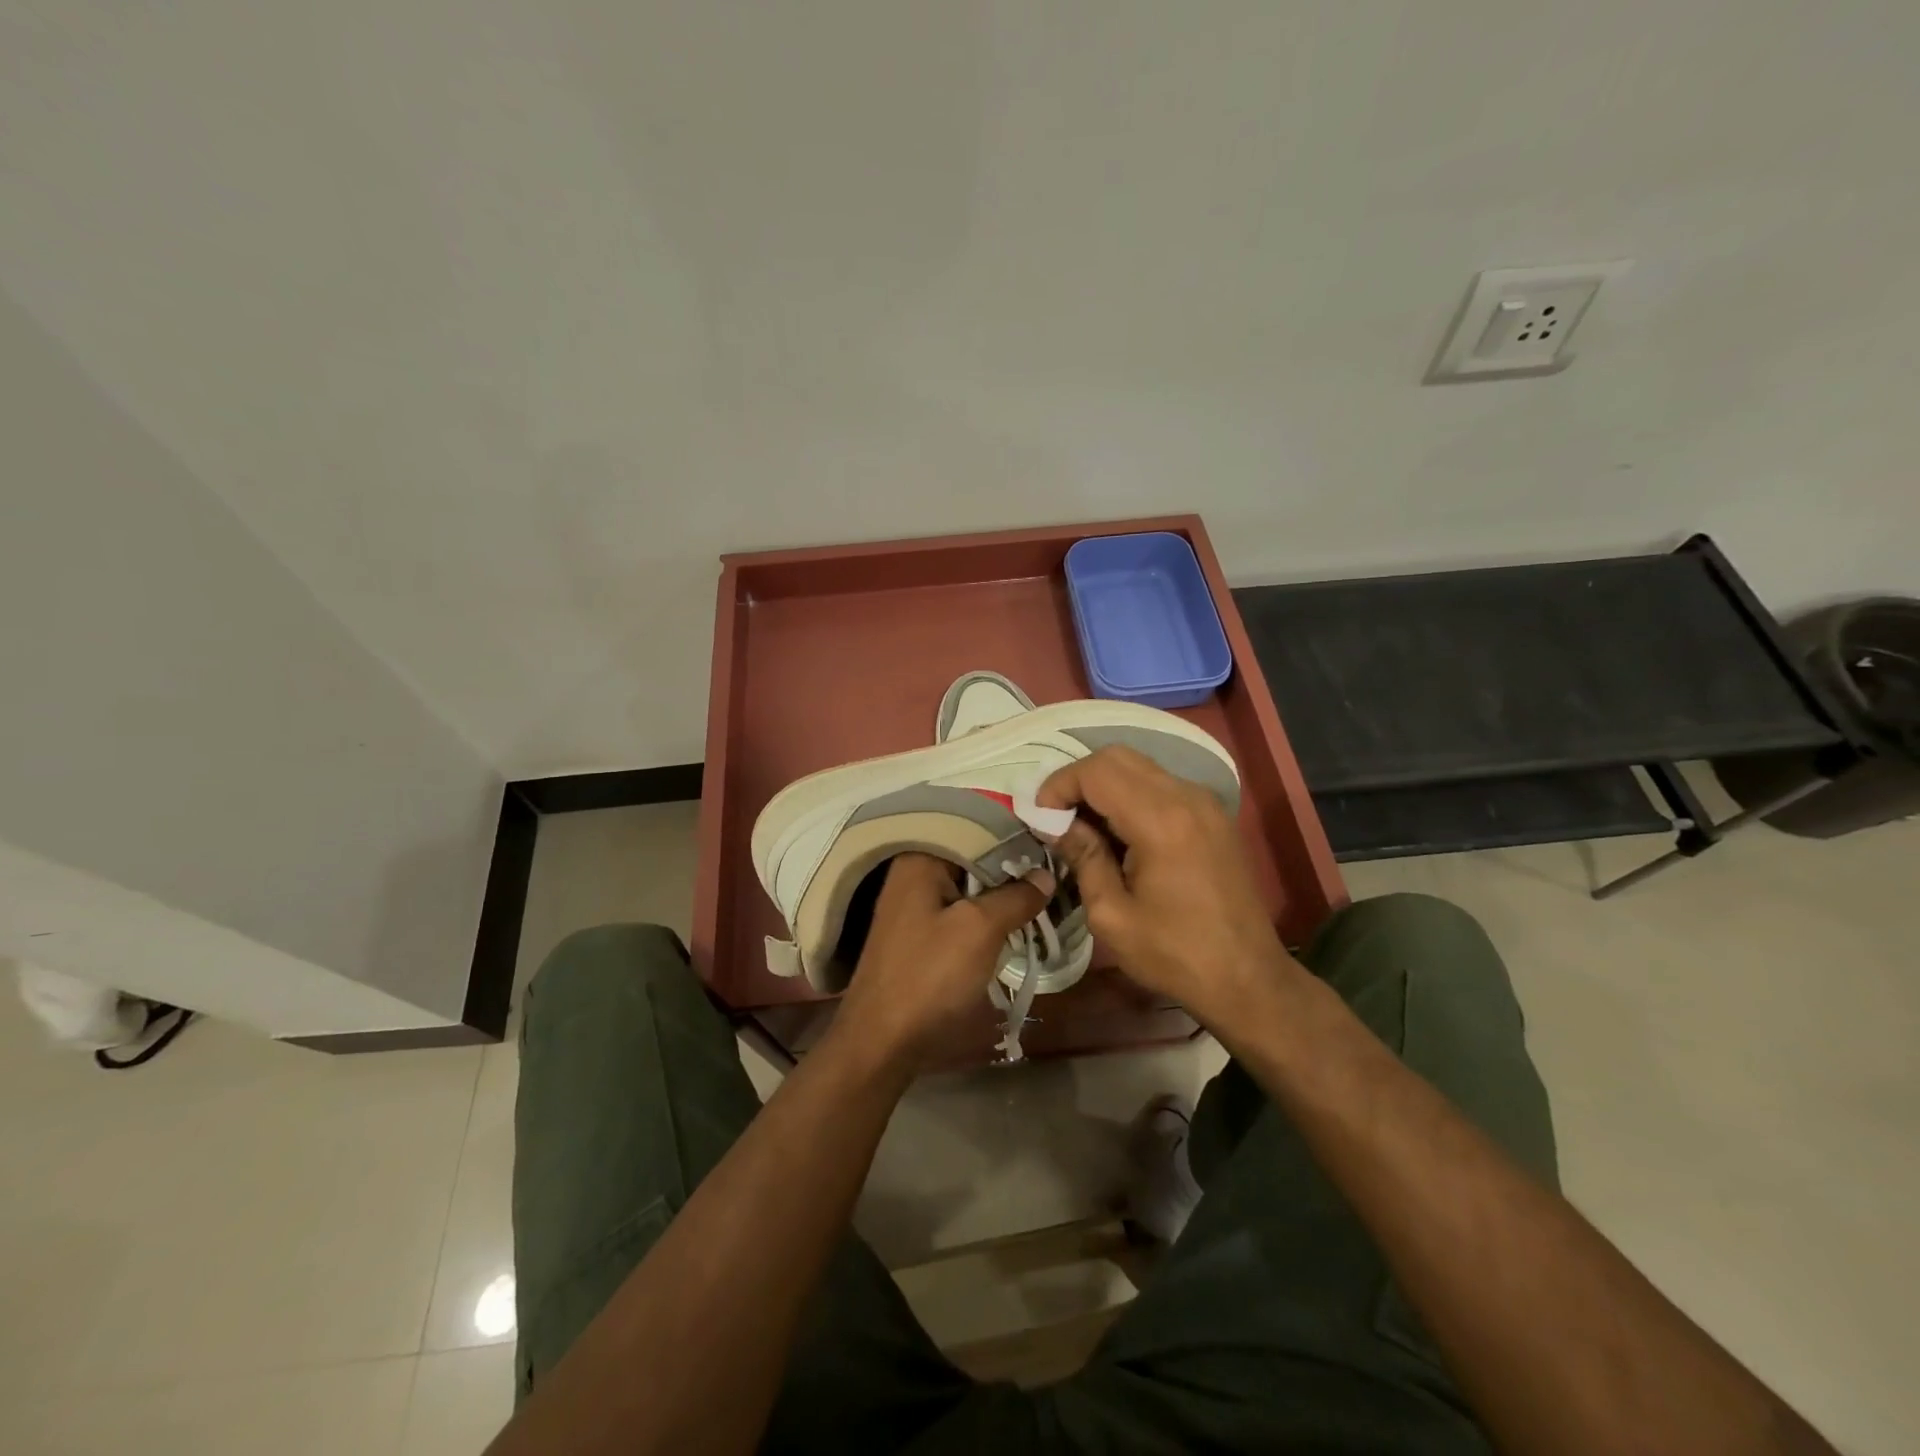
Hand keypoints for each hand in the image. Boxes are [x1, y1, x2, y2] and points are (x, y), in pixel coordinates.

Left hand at [832, 853, 1051, 1074]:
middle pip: (972, 856)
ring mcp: (913, 904)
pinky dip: (985, 912)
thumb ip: (1015, 896)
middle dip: (1011, 865)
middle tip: (1055, 869)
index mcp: (920, 858)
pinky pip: (959, 908)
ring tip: (1044, 892)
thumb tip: (1045, 875)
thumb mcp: (980, 930)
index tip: (1052, 843)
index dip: (1015, 835)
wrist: (882, 1041)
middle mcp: (913, 872)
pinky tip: (1014, 919)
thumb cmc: (929, 976)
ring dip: (1001, 892)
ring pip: (968, 885)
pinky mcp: (918, 933)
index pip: (976, 827)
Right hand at [1037, 745, 1297, 1024]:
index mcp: (1160, 820)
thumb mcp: (1111, 915)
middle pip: (1118, 757)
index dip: (1059, 786)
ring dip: (1105, 786)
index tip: (1040, 818)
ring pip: (1140, 766)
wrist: (1248, 978)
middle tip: (1058, 819)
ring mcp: (1205, 802)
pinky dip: (1131, 794)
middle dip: (1079, 779)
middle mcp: (1186, 797)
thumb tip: (1055, 823)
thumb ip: (1083, 857)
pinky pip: (1161, 784)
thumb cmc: (1174, 954)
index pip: (1096, 771)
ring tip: (1085, 827)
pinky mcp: (1213, 815)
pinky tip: (1120, 833)